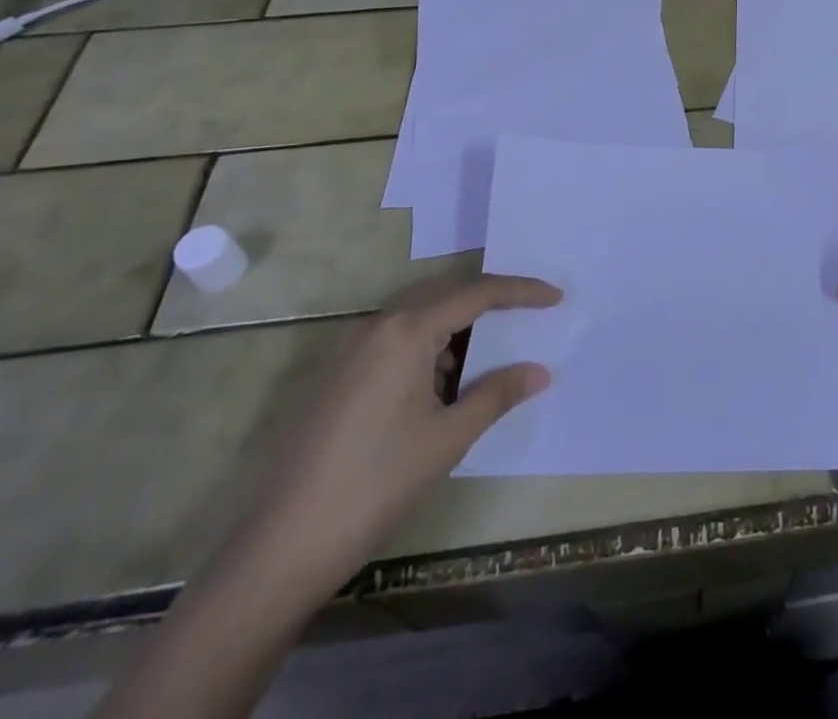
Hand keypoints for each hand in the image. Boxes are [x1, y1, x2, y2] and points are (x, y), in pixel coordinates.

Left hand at [222, 274, 561, 601]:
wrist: (282, 546)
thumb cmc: (376, 483)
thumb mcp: (448, 437)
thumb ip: (497, 394)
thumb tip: (540, 371)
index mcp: (407, 329)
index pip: (477, 293)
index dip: (521, 292)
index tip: (555, 297)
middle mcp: (377, 325)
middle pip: (446, 296)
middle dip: (490, 304)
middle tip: (528, 319)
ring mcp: (351, 348)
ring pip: (419, 319)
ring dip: (457, 331)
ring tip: (488, 361)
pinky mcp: (337, 374)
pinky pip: (395, 342)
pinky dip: (428, 351)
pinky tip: (441, 387)